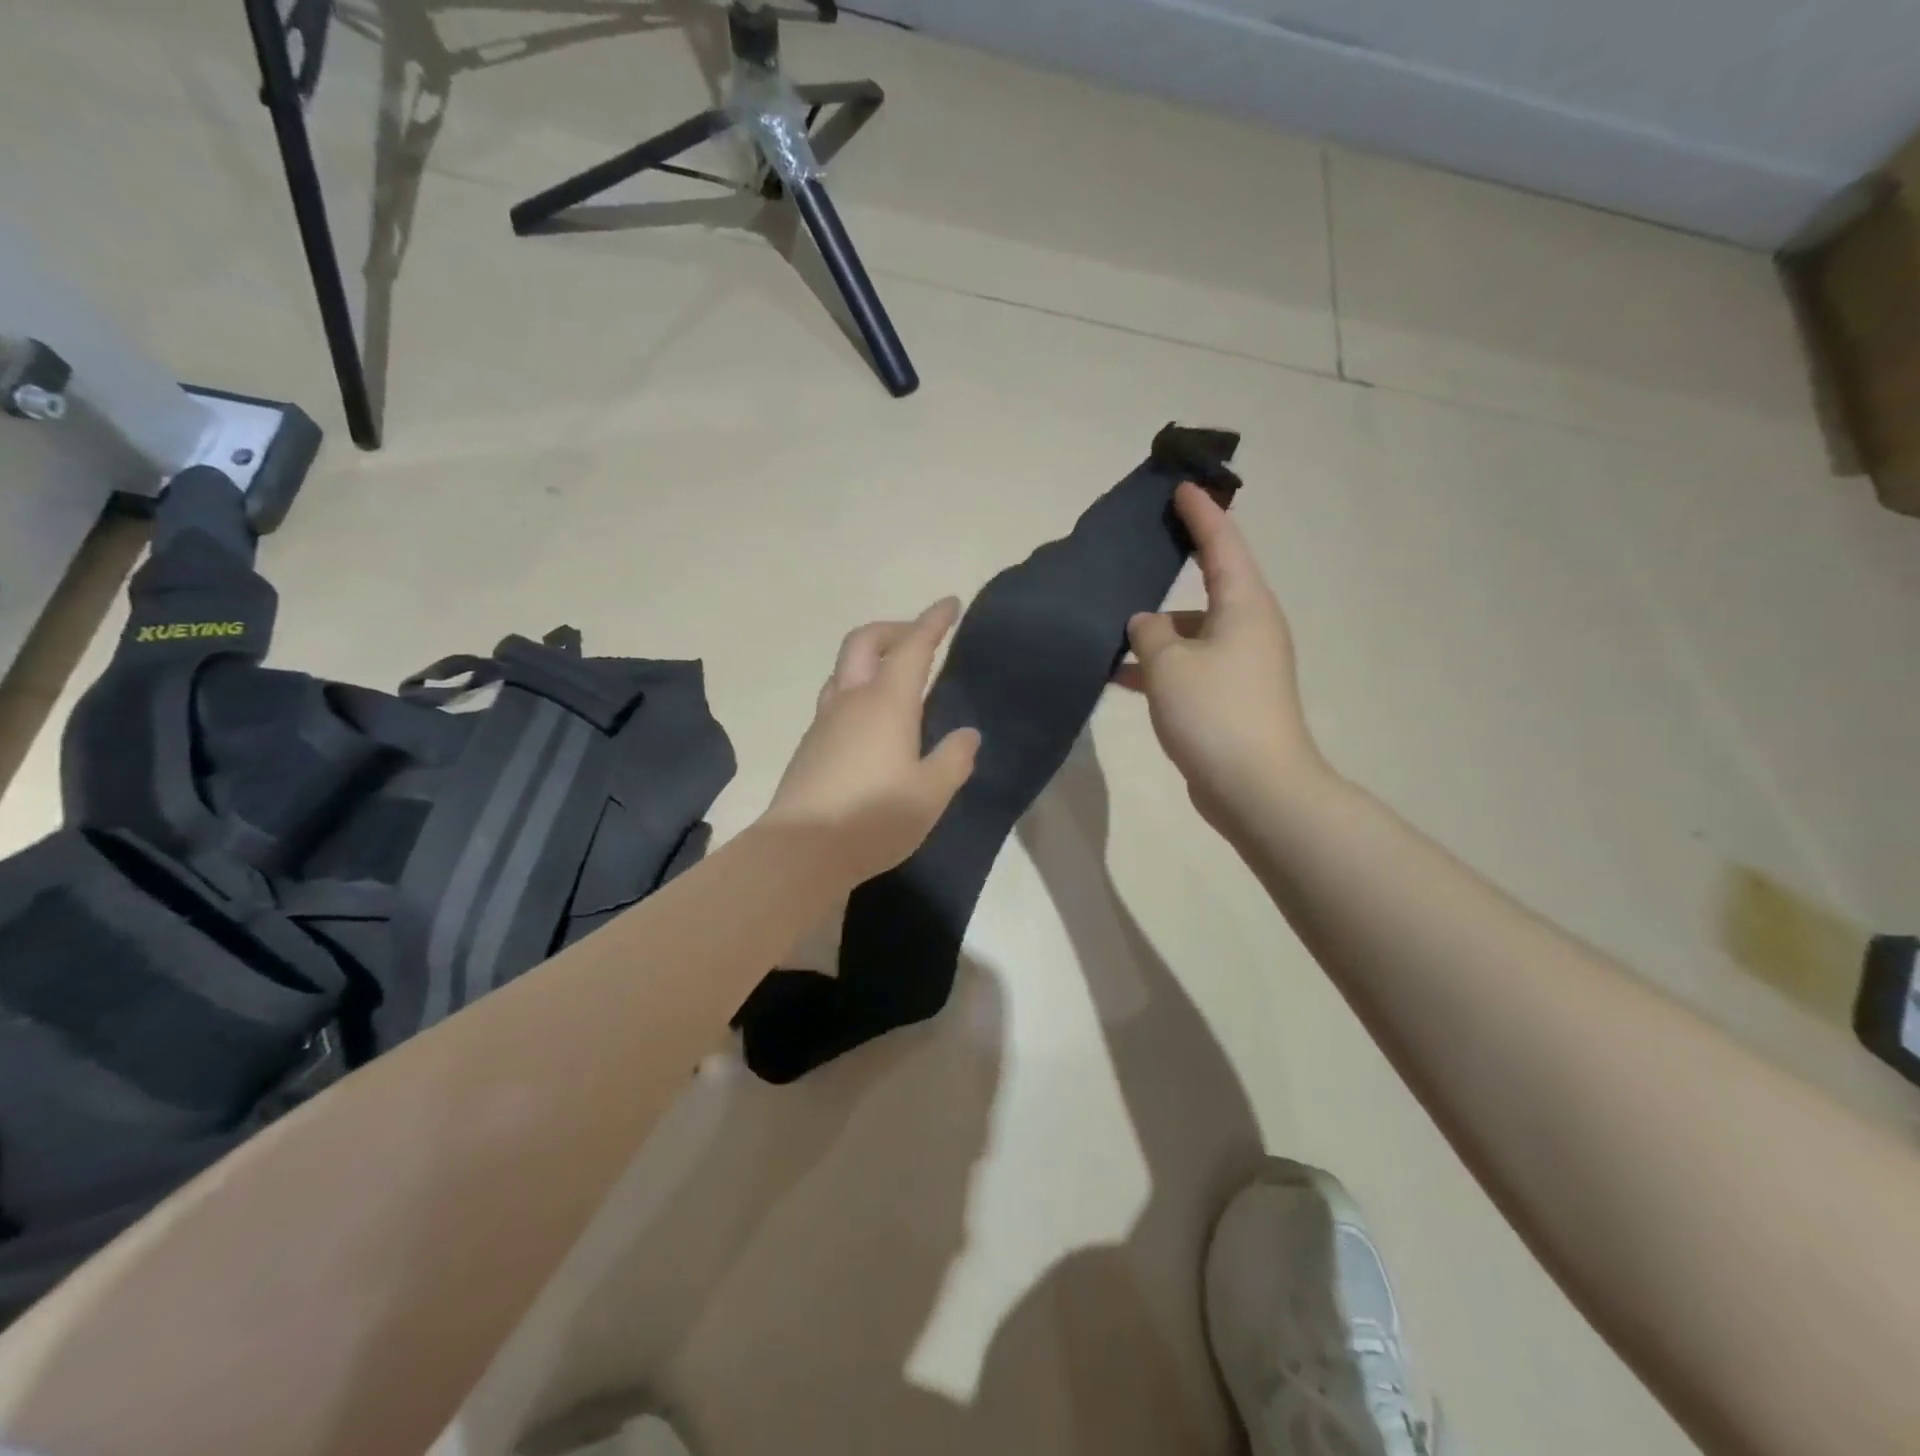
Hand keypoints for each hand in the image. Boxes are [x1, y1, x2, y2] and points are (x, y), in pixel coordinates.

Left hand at [765, 598, 981, 884]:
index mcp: (886, 703)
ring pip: (844, 669)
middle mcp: (851, 701)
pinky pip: (836, 700)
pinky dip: (858, 690)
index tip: (949, 603)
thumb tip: (966, 734)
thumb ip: (954, 759)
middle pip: (865, 642)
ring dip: (870, 658)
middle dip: (894, 628)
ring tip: (896, 679)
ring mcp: (823, 722)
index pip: (913, 646)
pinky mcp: (809, 746)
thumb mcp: (931, 793)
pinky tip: (872, 723)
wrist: (801, 851)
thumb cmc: (873, 818)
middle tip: (919, 638)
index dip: (933, 621)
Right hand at [1116, 482, 1327, 832]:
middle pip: (1210, 584)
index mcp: (1245, 605)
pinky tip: (1121, 677)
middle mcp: (1249, 628)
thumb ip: (1148, 633)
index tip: (1182, 487)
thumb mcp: (1169, 664)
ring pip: (1194, 631)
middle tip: (1141, 549)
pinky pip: (1191, 666)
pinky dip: (1161, 666)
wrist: (1257, 789)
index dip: (1201, 513)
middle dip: (1177, 567)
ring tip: (1111, 629)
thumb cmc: (1215, 713)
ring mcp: (1242, 665)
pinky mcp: (1231, 698)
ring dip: (1158, 631)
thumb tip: (1145, 624)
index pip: (1223, 543)